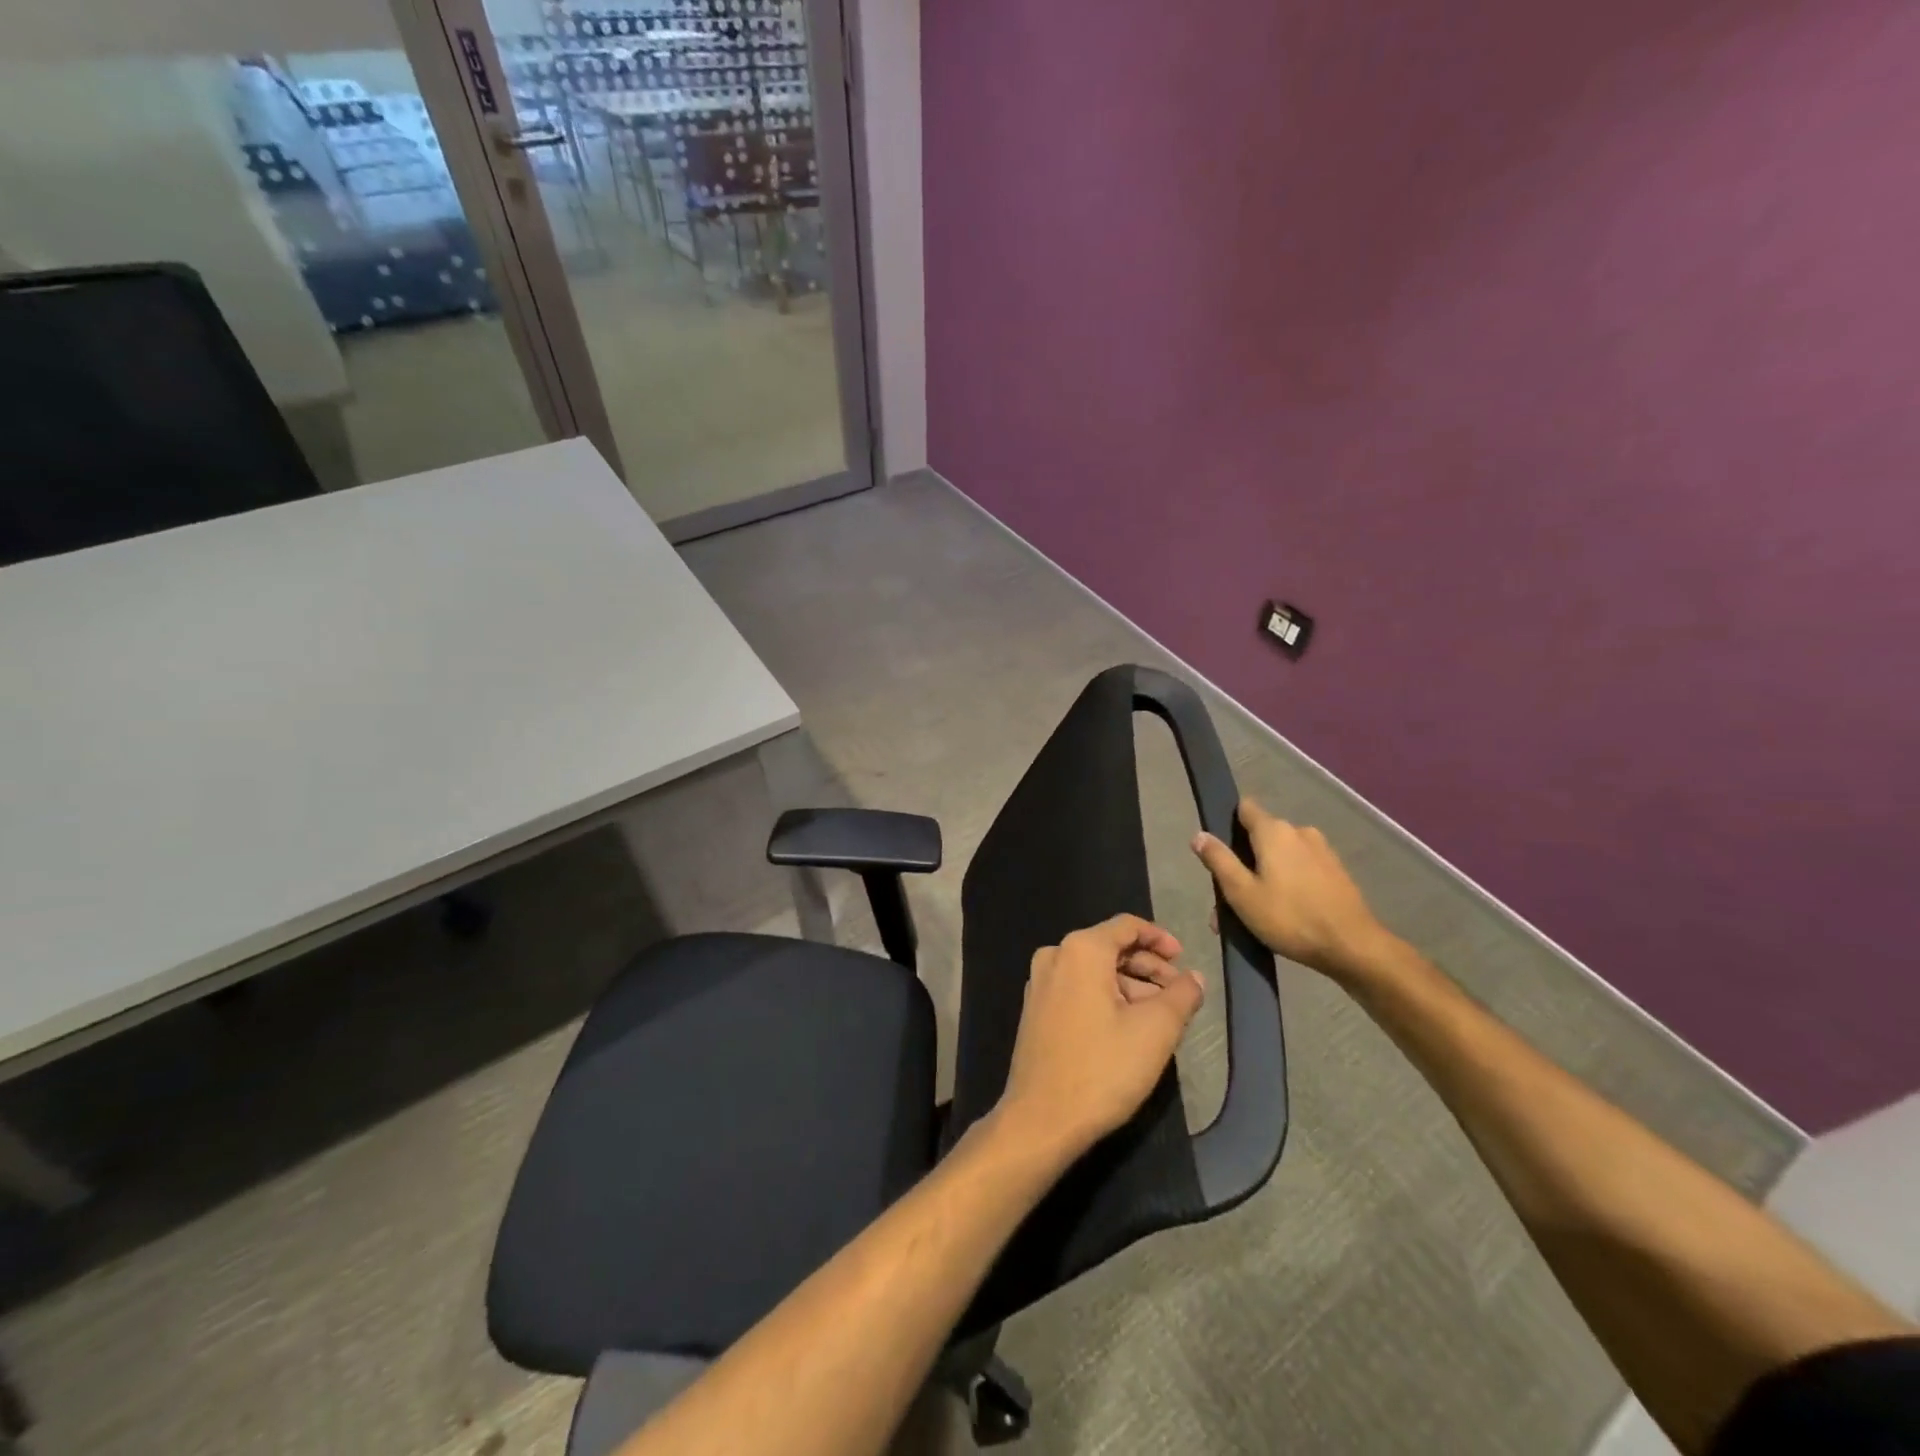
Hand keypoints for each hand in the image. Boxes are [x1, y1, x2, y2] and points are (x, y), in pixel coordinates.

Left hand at [993, 915, 1204, 1162]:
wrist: (1041, 1118)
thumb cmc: (1103, 1068)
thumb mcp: (1155, 1031)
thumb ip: (1181, 996)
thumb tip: (1195, 978)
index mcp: (1081, 949)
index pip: (1127, 926)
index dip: (1160, 938)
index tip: (1184, 959)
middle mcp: (1055, 956)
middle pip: (1110, 947)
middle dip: (1148, 967)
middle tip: (1179, 993)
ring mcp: (1040, 983)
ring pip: (1095, 970)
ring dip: (1129, 985)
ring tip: (1160, 1015)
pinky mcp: (1035, 1009)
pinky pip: (1078, 988)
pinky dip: (1106, 997)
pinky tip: (1128, 1025)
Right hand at [1192, 799, 1394, 981]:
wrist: (1353, 947)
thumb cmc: (1290, 918)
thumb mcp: (1241, 893)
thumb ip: (1218, 860)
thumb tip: (1199, 835)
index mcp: (1274, 831)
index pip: (1244, 808)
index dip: (1227, 824)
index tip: (1218, 850)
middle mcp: (1300, 832)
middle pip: (1261, 838)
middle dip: (1243, 863)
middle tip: (1229, 901)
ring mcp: (1322, 852)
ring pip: (1281, 857)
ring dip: (1264, 878)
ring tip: (1253, 916)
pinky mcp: (1336, 873)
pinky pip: (1301, 870)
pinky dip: (1287, 885)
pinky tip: (1282, 915)